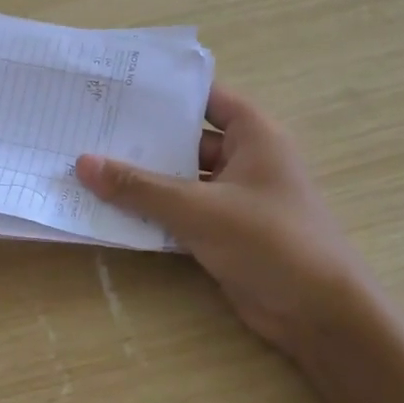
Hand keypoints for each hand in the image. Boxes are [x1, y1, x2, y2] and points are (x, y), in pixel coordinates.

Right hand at [76, 84, 371, 354]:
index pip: (204, 96)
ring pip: (180, 178)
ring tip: (88, 166)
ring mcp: (234, 197)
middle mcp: (244, 158)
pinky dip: (152, 211)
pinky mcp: (224, 231)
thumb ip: (139, 187)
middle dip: (142, 138)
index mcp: (254, 134)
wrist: (320, 315)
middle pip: (185, 138)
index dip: (164, 90)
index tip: (115, 87)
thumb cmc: (269, 241)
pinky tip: (109, 209)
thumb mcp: (198, 209)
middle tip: (88, 128)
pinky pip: (181, 211)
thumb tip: (83, 163)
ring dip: (142, 179)